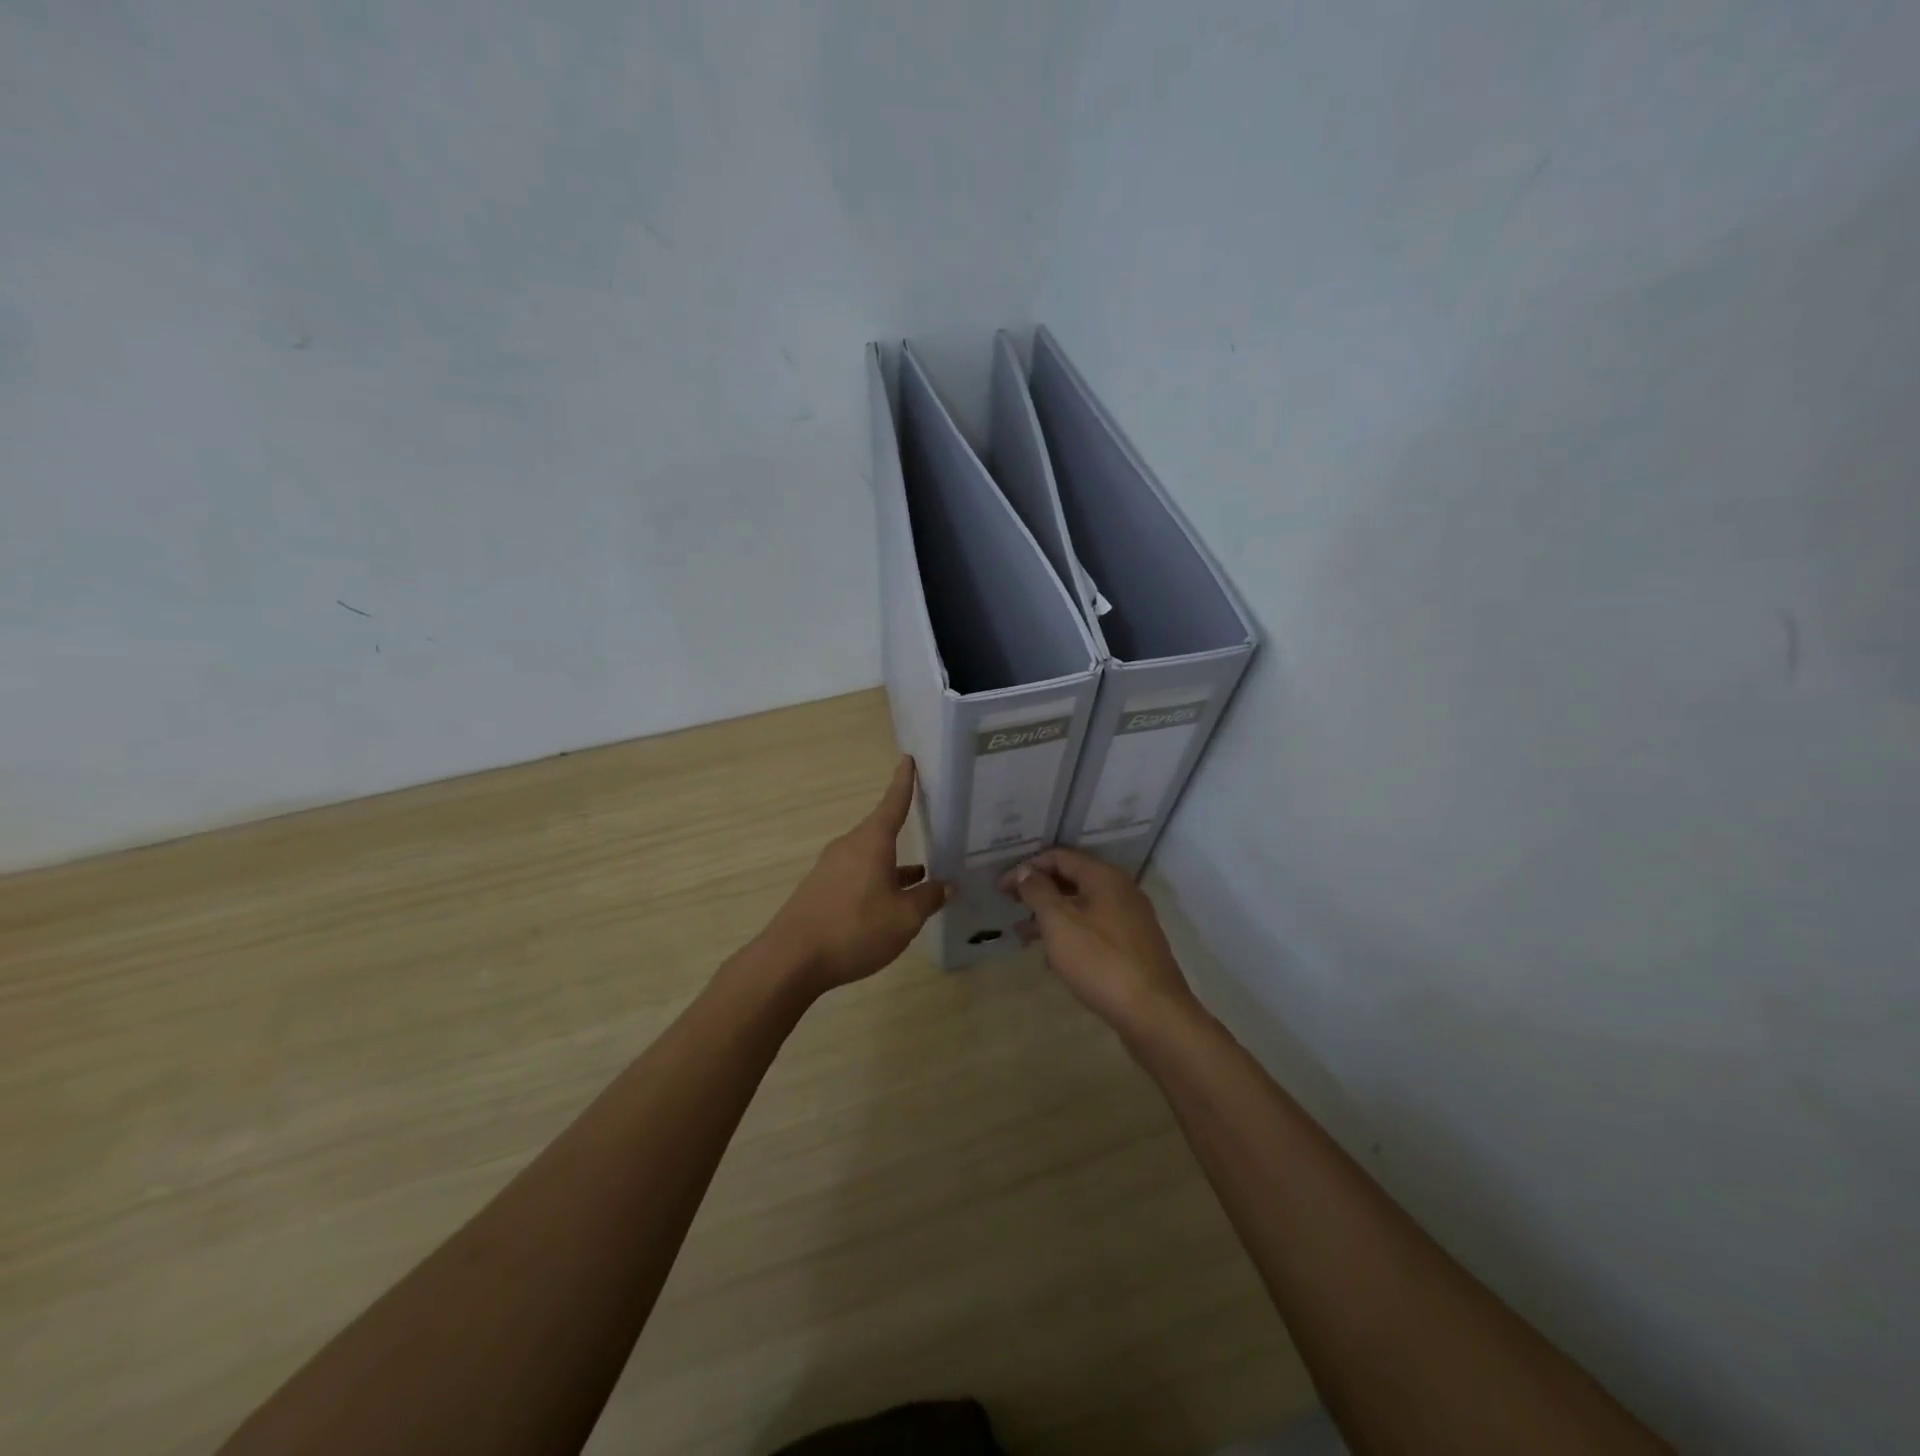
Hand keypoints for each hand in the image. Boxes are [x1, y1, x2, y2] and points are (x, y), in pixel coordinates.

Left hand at [763, 757, 949, 994]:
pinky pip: (856, 876)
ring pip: (870, 858)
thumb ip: (928, 898)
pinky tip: (888, 904)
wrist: (792, 959)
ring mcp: (831, 869)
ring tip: (920, 878)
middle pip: (881, 833)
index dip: (903, 782)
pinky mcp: (820, 891)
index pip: (893, 803)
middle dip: (904, 836)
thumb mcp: (904, 917)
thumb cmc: (855, 928)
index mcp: (871, 842)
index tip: (907, 759)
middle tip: (930, 834)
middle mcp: (849, 847)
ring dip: (893, 866)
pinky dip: (876, 883)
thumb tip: (945, 885)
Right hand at [1001, 847, 1197, 1033]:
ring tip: (1022, 935)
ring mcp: (1130, 920)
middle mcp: (1121, 891)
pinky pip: (1094, 930)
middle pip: (1072, 880)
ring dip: (1051, 916)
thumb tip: (1026, 871)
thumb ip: (1038, 892)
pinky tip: (1052, 958)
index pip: (1060, 856)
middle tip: (1010, 905)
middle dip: (1039, 892)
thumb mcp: (1059, 922)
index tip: (1002, 887)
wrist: (1154, 1013)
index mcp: (1104, 877)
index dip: (1028, 867)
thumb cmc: (1100, 961)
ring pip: (1082, 907)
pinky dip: (1070, 935)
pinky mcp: (1133, 947)